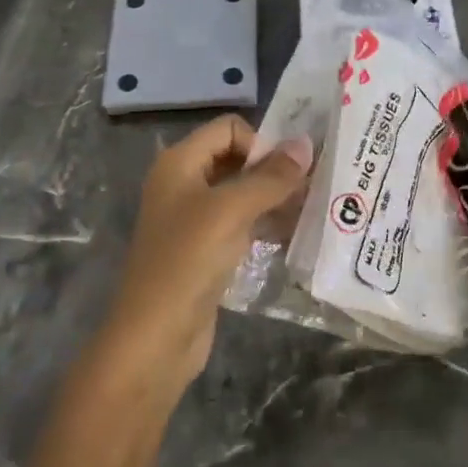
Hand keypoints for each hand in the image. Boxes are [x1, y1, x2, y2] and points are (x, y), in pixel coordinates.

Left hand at [24, 115, 309, 466]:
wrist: (155, 337)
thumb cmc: (187, 261)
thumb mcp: (231, 211)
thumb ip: (270, 177)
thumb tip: (306, 144)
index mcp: (179, 163)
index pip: (229, 129)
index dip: (260, 143)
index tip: (287, 173)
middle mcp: (184, 184)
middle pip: (237, 159)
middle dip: (274, 171)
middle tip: (312, 189)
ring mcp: (194, 219)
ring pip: (242, 194)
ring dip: (275, 199)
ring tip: (310, 212)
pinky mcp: (206, 250)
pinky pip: (241, 224)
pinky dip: (266, 224)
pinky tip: (292, 236)